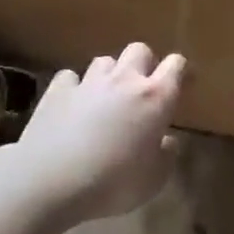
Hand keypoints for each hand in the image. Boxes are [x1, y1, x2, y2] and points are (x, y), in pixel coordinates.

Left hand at [8, 44, 185, 223]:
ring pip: (105, 60)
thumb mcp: (154, 179)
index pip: (177, 65)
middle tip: (143, 90)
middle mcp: (124, 81)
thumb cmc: (113, 183)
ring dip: (111, 74)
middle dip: (145, 64)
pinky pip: (70, 77)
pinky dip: (75, 87)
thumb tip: (166, 141)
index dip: (182, 71)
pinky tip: (73, 104)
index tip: (184, 86)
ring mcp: (88, 82)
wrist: (49, 183)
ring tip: (107, 97)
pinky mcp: (56, 91)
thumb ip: (166, 155)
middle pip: (140, 50)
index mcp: (156, 98)